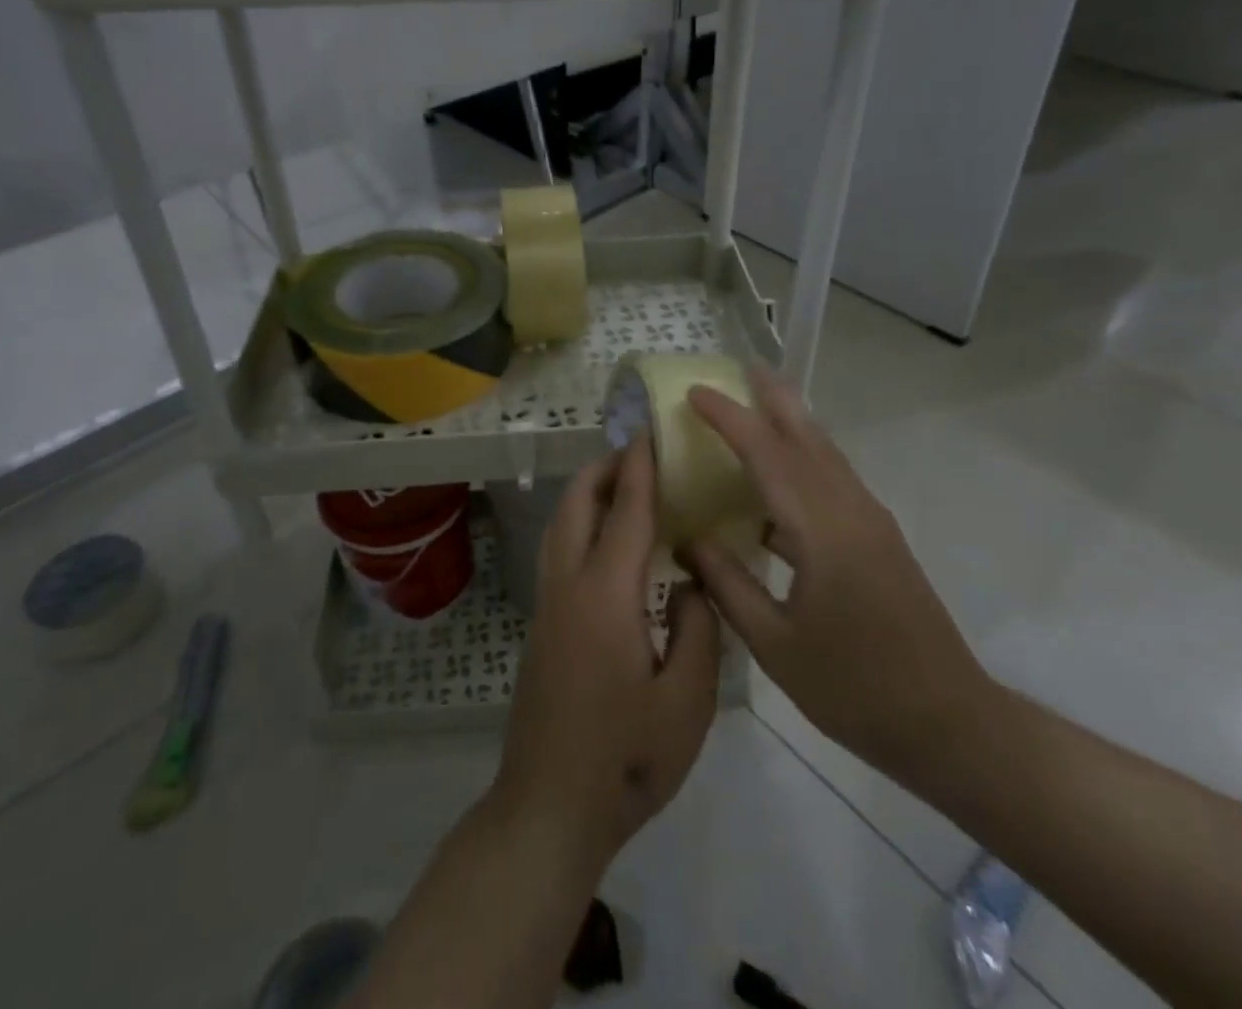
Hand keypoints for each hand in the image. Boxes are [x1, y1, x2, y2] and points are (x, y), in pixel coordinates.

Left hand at [492, 438, 723, 866]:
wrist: (550, 807)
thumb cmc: (627, 758)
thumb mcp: (688, 702)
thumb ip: (699, 630)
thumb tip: (693, 582)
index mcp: (606, 596)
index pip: (626, 513)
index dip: (641, 469)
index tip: (651, 433)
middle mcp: (568, 586)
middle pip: (577, 505)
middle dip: (604, 470)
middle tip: (640, 455)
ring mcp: (548, 605)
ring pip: (560, 526)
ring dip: (588, 495)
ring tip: (624, 487)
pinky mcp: (541, 626)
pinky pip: (559, 551)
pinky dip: (581, 524)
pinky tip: (609, 544)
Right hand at [680, 368, 997, 792]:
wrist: (949, 722)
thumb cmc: (854, 687)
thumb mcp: (775, 645)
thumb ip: (728, 584)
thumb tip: (689, 538)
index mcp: (821, 530)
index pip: (767, 455)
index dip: (728, 419)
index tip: (694, 393)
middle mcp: (850, 510)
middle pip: (807, 436)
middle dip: (773, 397)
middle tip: (741, 368)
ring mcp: (871, 521)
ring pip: (826, 453)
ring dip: (792, 421)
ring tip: (760, 401)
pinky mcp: (880, 538)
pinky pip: (835, 478)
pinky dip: (806, 456)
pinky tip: (784, 475)